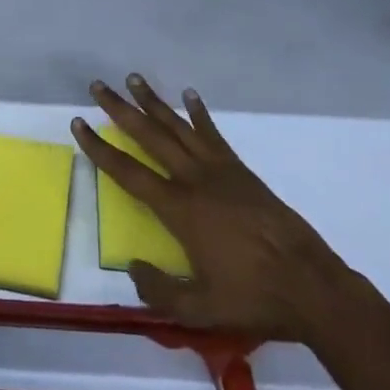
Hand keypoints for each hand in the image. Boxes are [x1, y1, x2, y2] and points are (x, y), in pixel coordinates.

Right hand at [72, 75, 358, 342]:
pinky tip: (190, 95)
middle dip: (121, 109)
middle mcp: (194, 180)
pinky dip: (200, 113)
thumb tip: (133, 268)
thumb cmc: (253, 298)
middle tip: (99, 85)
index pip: (128, 172)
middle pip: (149, 135)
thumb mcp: (200, 310)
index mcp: (179, 209)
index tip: (79, 123)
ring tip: (134, 79)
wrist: (310, 285)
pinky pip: (214, 135)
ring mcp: (220, 170)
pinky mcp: (241, 171)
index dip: (99, 148)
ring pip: (178, 127)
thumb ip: (160, 291)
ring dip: (154, 102)